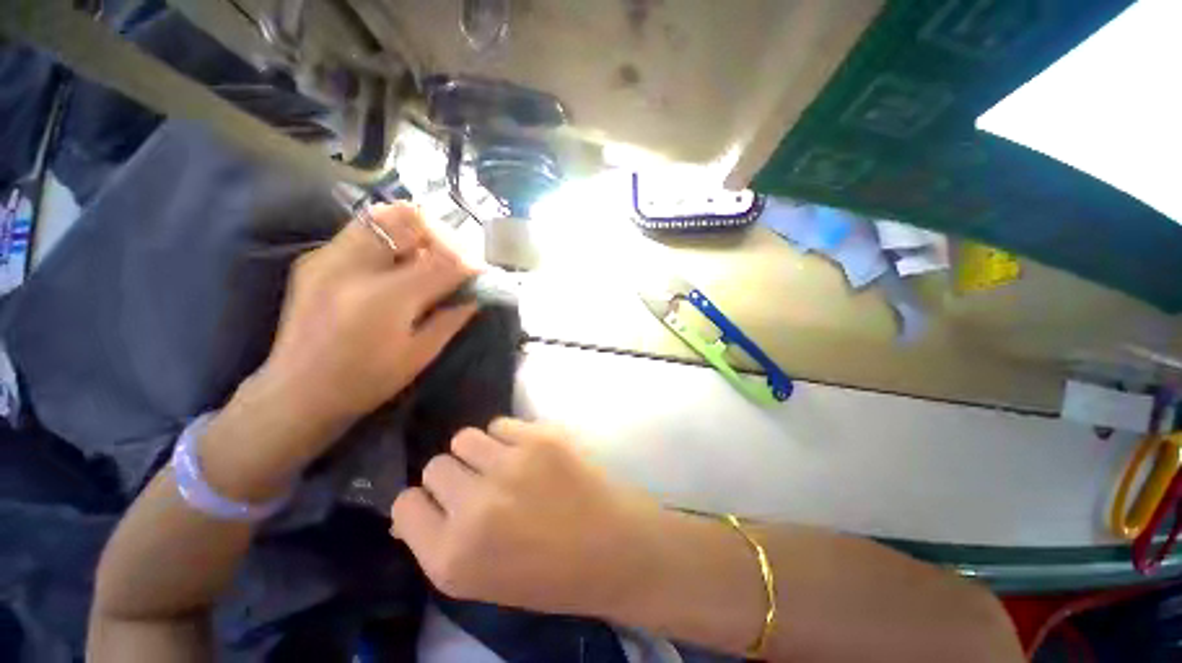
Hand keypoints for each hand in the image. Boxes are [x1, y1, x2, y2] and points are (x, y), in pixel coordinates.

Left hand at [256, 202, 477, 433]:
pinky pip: (361, 230)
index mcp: (386, 299)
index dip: (470, 263)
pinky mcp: (314, 258)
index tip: (480, 273)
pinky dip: (389, 239)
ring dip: (414, 232)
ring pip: (383, 215)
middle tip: (452, 259)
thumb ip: (453, 317)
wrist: (297, 392)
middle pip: (410, 220)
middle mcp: (354, 267)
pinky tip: (395, 265)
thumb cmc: (367, 381)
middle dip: (443, 236)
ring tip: (424, 257)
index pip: (444, 261)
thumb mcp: (421, 353)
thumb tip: (477, 293)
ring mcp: (328, 257)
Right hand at [391, 418, 664, 616]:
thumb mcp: (481, 579)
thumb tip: (416, 506)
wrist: (613, 548)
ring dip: (479, 452)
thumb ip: (442, 540)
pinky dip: (508, 437)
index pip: (405, 504)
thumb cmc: (549, 575)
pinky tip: (529, 455)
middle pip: (435, 465)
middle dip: (453, 476)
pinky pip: (501, 424)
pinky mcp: (540, 439)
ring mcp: (510, 466)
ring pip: (465, 437)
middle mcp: (474, 508)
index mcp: (451, 558)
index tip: (444, 503)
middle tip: (481, 486)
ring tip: (504, 466)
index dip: (423, 502)